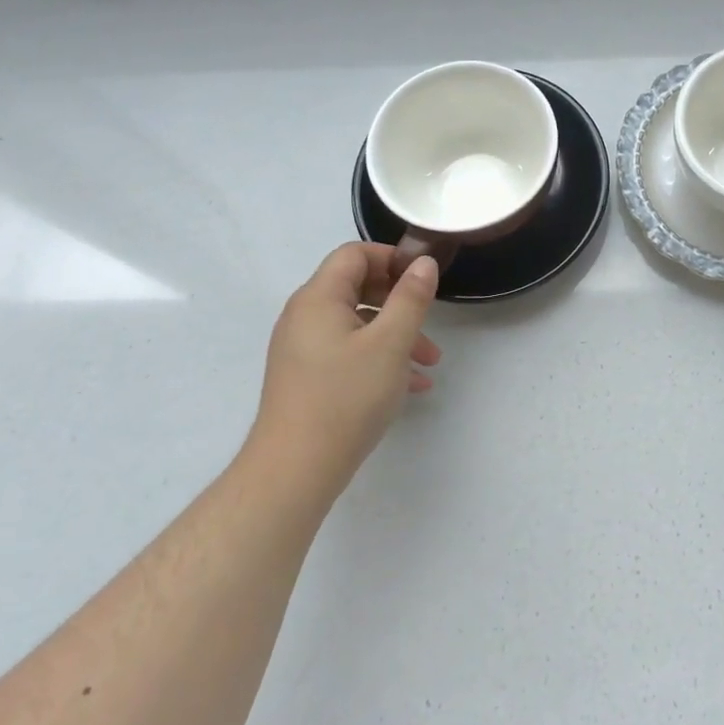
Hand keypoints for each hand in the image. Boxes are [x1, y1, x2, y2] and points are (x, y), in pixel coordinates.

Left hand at [246, 243, 441, 503]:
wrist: (294, 470)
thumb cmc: (346, 398)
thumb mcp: (391, 344)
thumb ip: (411, 298)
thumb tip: (423, 263)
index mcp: (319, 298)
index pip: (354, 254)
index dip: (391, 258)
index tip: (423, 279)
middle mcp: (304, 316)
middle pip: (357, 287)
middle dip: (399, 301)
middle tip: (429, 320)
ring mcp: (302, 348)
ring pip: (357, 324)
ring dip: (396, 334)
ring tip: (429, 363)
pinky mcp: (306, 376)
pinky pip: (348, 351)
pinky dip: (379, 358)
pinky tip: (410, 386)